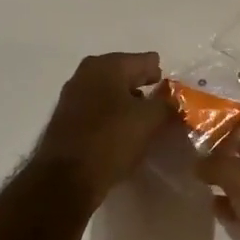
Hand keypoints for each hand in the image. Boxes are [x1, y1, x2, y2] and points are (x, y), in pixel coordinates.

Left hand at [33, 51, 176, 205]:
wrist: (66, 178)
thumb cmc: (111, 139)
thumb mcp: (149, 120)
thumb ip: (166, 104)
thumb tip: (171, 101)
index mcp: (107, 65)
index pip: (145, 61)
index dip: (161, 75)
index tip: (173, 92)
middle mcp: (86, 73)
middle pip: (125, 75)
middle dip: (143, 88)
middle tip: (161, 105)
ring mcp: (72, 96)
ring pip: (109, 93)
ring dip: (126, 104)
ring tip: (144, 121)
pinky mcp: (65, 119)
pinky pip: (97, 110)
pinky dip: (112, 117)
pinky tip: (122, 132)